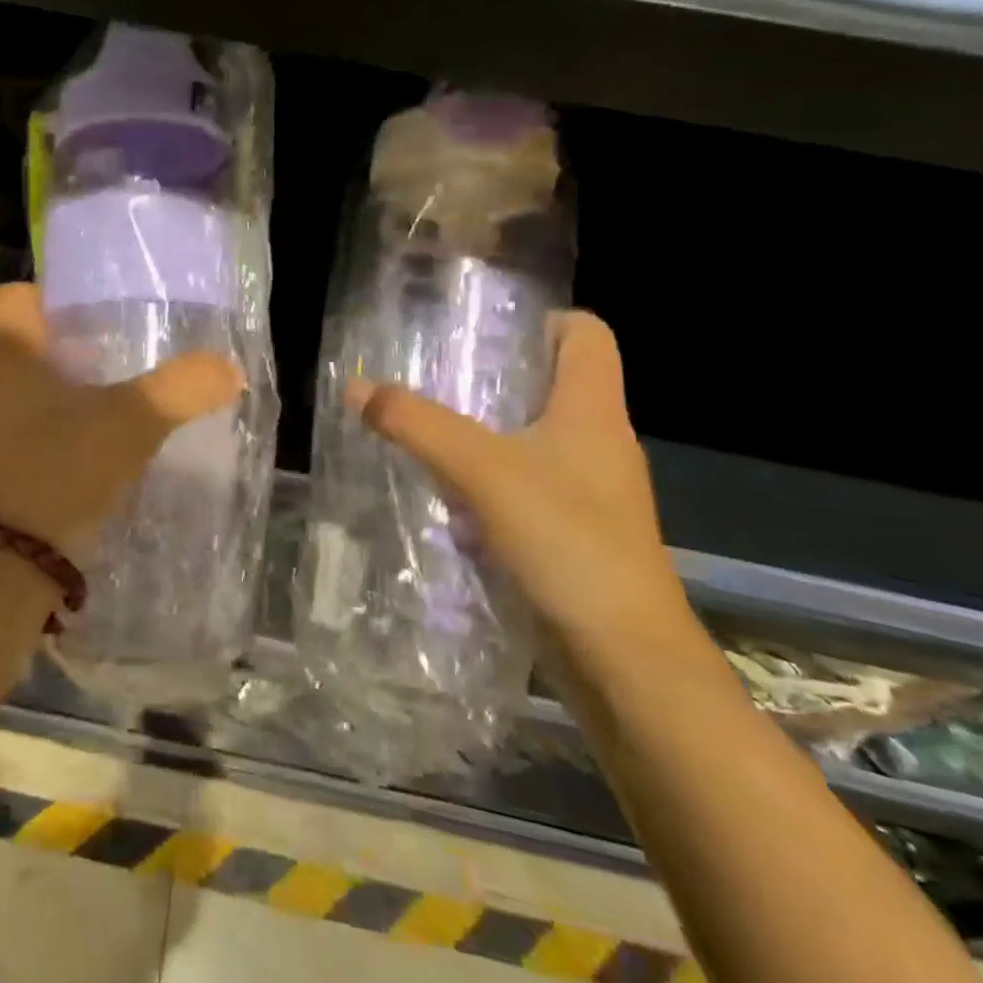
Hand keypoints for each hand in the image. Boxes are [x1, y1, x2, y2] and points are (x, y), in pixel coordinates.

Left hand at [0, 283, 243, 563]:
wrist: (1, 565)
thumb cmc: (59, 468)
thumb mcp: (134, 420)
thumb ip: (183, 387)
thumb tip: (227, 369)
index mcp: (7, 351)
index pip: (15, 294)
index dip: (53, 294)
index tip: (96, 311)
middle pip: (25, 342)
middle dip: (70, 345)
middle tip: (119, 353)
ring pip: (24, 389)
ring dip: (63, 391)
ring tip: (114, 401)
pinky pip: (23, 429)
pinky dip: (54, 430)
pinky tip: (93, 449)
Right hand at [348, 310, 692, 654]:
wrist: (626, 662)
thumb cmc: (567, 542)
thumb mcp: (481, 471)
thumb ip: (417, 424)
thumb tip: (356, 386)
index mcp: (594, 410)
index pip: (585, 334)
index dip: (539, 319)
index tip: (480, 328)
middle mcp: (597, 443)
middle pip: (550, 384)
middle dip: (491, 375)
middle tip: (430, 375)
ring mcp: (587, 493)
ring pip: (531, 439)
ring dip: (481, 432)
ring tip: (423, 427)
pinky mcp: (571, 534)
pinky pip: (523, 487)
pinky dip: (485, 481)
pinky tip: (442, 492)